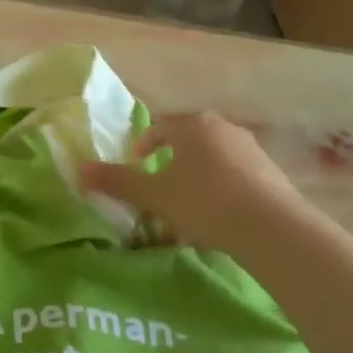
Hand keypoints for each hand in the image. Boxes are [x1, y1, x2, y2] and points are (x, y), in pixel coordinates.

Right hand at [81, 113, 309, 255]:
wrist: (271, 227)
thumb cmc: (204, 201)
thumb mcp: (154, 194)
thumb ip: (118, 182)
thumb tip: (80, 170)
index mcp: (193, 125)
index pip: (159, 127)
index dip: (143, 146)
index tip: (136, 166)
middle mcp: (223, 128)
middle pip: (188, 141)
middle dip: (170, 163)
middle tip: (159, 189)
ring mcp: (252, 149)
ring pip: (213, 160)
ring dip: (196, 179)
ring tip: (187, 209)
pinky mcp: (272, 173)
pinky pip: (235, 177)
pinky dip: (220, 191)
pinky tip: (217, 219)